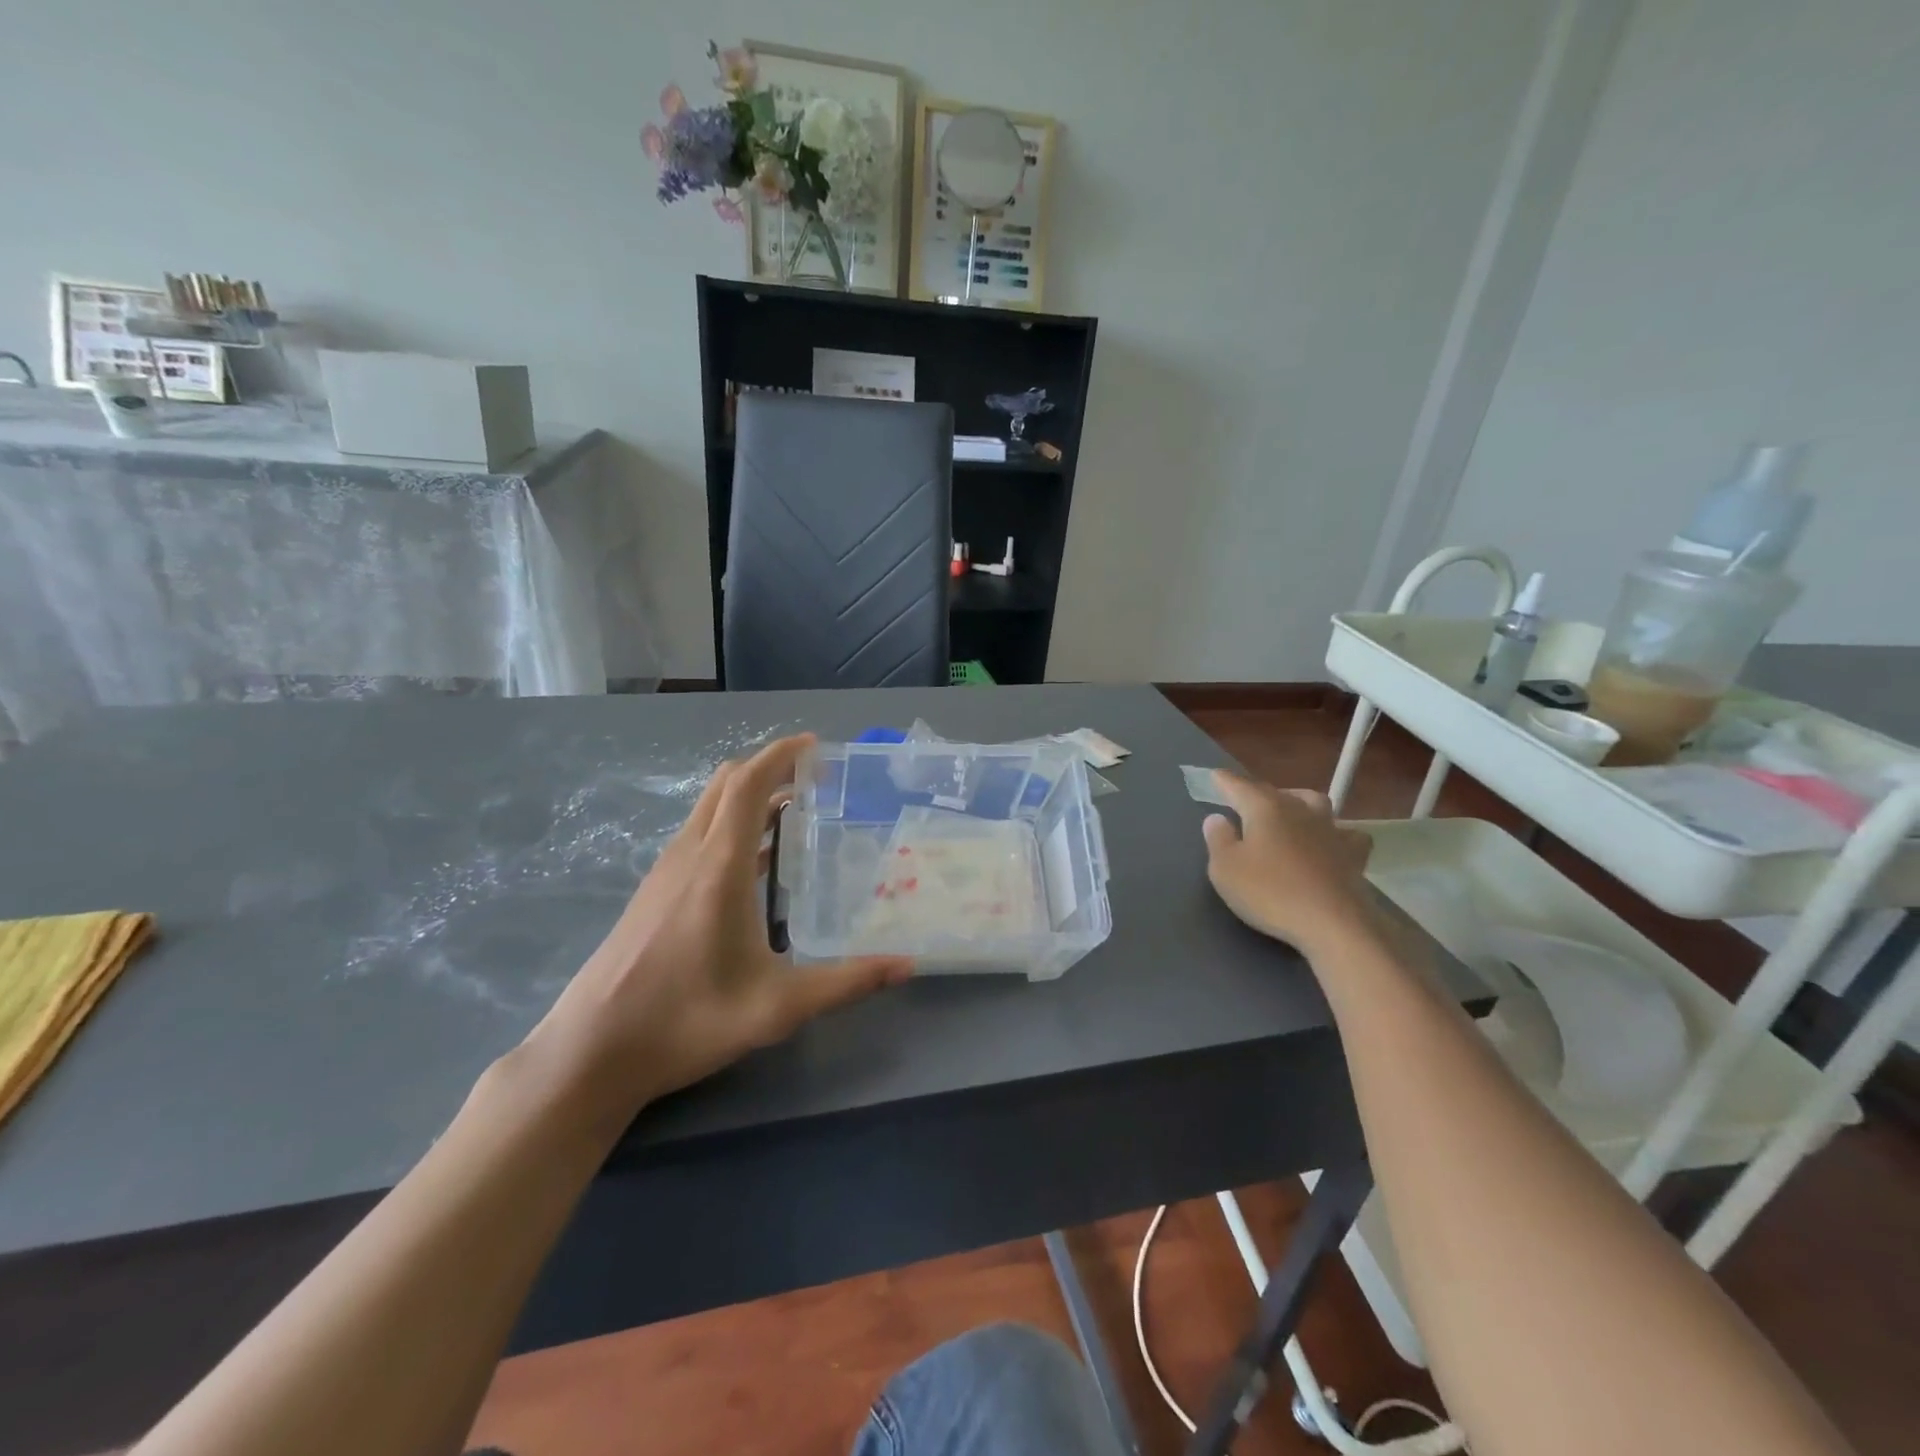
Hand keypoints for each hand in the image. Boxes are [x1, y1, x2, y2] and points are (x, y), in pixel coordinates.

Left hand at [523, 734, 910, 1131]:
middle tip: (813, 775)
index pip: (747, 785)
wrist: (591, 1052)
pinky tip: (755, 861)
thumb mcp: (777, 1008)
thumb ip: (846, 983)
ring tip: (794, 810)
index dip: (780, 755)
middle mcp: (689, 855)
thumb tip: (906, 966)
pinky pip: (699, 833)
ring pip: (708, 807)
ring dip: (748, 794)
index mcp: (718, 867)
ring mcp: (665, 871)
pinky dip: (731, 822)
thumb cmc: (686, 1021)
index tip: (815, 745)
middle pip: (725, 784)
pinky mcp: (654, 891)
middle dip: (768, 766)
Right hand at [1200, 772, 1374, 954]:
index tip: (1215, 775)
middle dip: (1257, 793)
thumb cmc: (1270, 893)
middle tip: (1245, 801)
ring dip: (1299, 803)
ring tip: (1290, 812)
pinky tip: (1331, 842)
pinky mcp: (1353, 854)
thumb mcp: (1225, 869)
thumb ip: (1218, 839)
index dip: (1225, 781)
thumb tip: (1218, 818)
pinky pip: (1346, 833)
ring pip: (1314, 803)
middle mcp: (1299, 810)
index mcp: (1264, 808)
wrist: (1333, 924)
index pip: (1239, 786)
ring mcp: (1330, 830)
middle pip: (1275, 792)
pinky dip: (1336, 833)